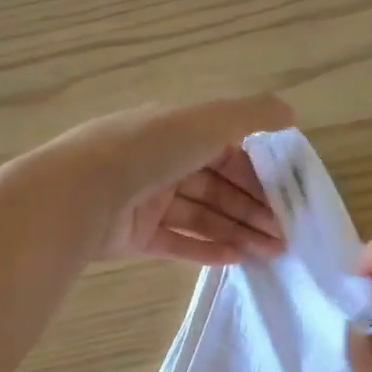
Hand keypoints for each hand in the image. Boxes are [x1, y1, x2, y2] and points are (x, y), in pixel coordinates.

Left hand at [58, 95, 292, 264]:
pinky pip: (177, 242)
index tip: (285, 197)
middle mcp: (161, 162)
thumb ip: (252, 115)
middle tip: (284, 235)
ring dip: (238, 231)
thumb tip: (291, 112)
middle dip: (253, 209)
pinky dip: (206, 250)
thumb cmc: (150, 149)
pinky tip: (237, 259)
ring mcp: (146, 201)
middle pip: (218, 187)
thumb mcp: (207, 121)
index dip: (258, 174)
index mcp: (176, 131)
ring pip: (202, 216)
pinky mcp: (134, 236)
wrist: (80, 193)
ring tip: (270, 252)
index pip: (227, 152)